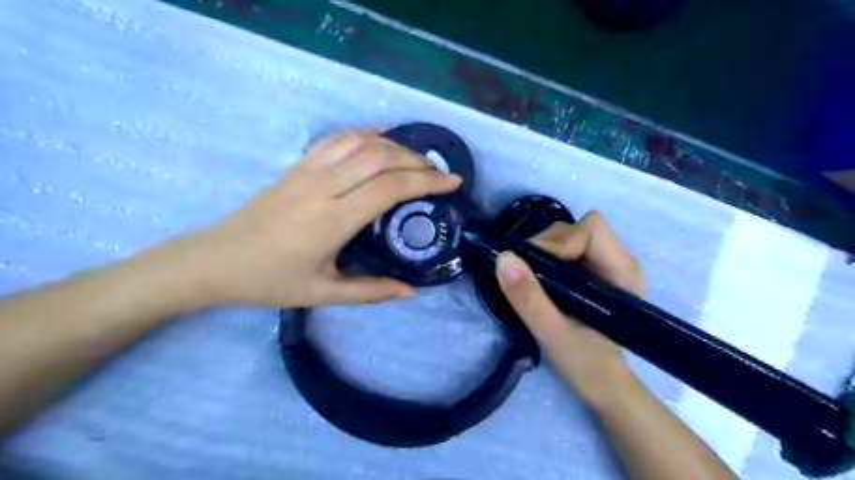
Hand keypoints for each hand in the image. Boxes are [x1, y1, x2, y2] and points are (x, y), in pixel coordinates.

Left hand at [166, 131, 461, 308]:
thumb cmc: (270, 280)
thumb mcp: (323, 294)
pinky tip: (381, 138)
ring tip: (416, 158)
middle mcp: (323, 187)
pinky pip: (336, 139)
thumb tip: (410, 292)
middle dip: (417, 161)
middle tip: (439, 173)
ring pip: (360, 142)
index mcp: (333, 220)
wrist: (215, 261)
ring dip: (395, 145)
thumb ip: (371, 291)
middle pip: (380, 157)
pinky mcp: (297, 165)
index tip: (452, 183)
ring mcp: (308, 171)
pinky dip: (364, 133)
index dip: (426, 181)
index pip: (390, 188)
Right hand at [495, 212, 639, 405]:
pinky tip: (540, 280)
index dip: (560, 242)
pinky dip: (545, 257)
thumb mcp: (551, 333)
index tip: (537, 269)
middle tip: (528, 275)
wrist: (601, 383)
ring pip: (567, 234)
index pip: (591, 229)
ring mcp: (604, 263)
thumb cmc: (586, 364)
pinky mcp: (591, 270)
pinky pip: (563, 247)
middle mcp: (617, 259)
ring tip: (533, 280)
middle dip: (546, 245)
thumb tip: (503, 257)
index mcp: (621, 271)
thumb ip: (528, 297)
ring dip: (543, 251)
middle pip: (576, 227)